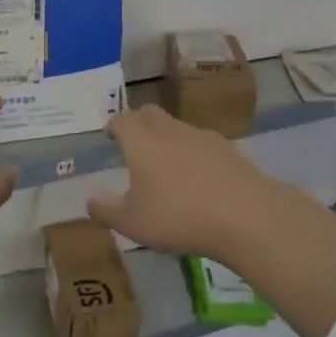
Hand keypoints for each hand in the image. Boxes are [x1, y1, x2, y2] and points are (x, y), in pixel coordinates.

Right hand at [86, 105, 299, 266]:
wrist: (245, 215)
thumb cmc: (178, 216)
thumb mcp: (132, 223)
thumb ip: (106, 210)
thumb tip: (90, 200)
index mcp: (141, 141)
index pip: (122, 120)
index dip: (113, 126)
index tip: (110, 135)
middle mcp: (170, 129)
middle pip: (150, 114)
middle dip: (138, 123)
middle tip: (133, 141)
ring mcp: (202, 136)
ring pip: (177, 127)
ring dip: (166, 138)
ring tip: (165, 164)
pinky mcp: (228, 149)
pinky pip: (201, 143)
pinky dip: (192, 153)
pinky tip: (197, 177)